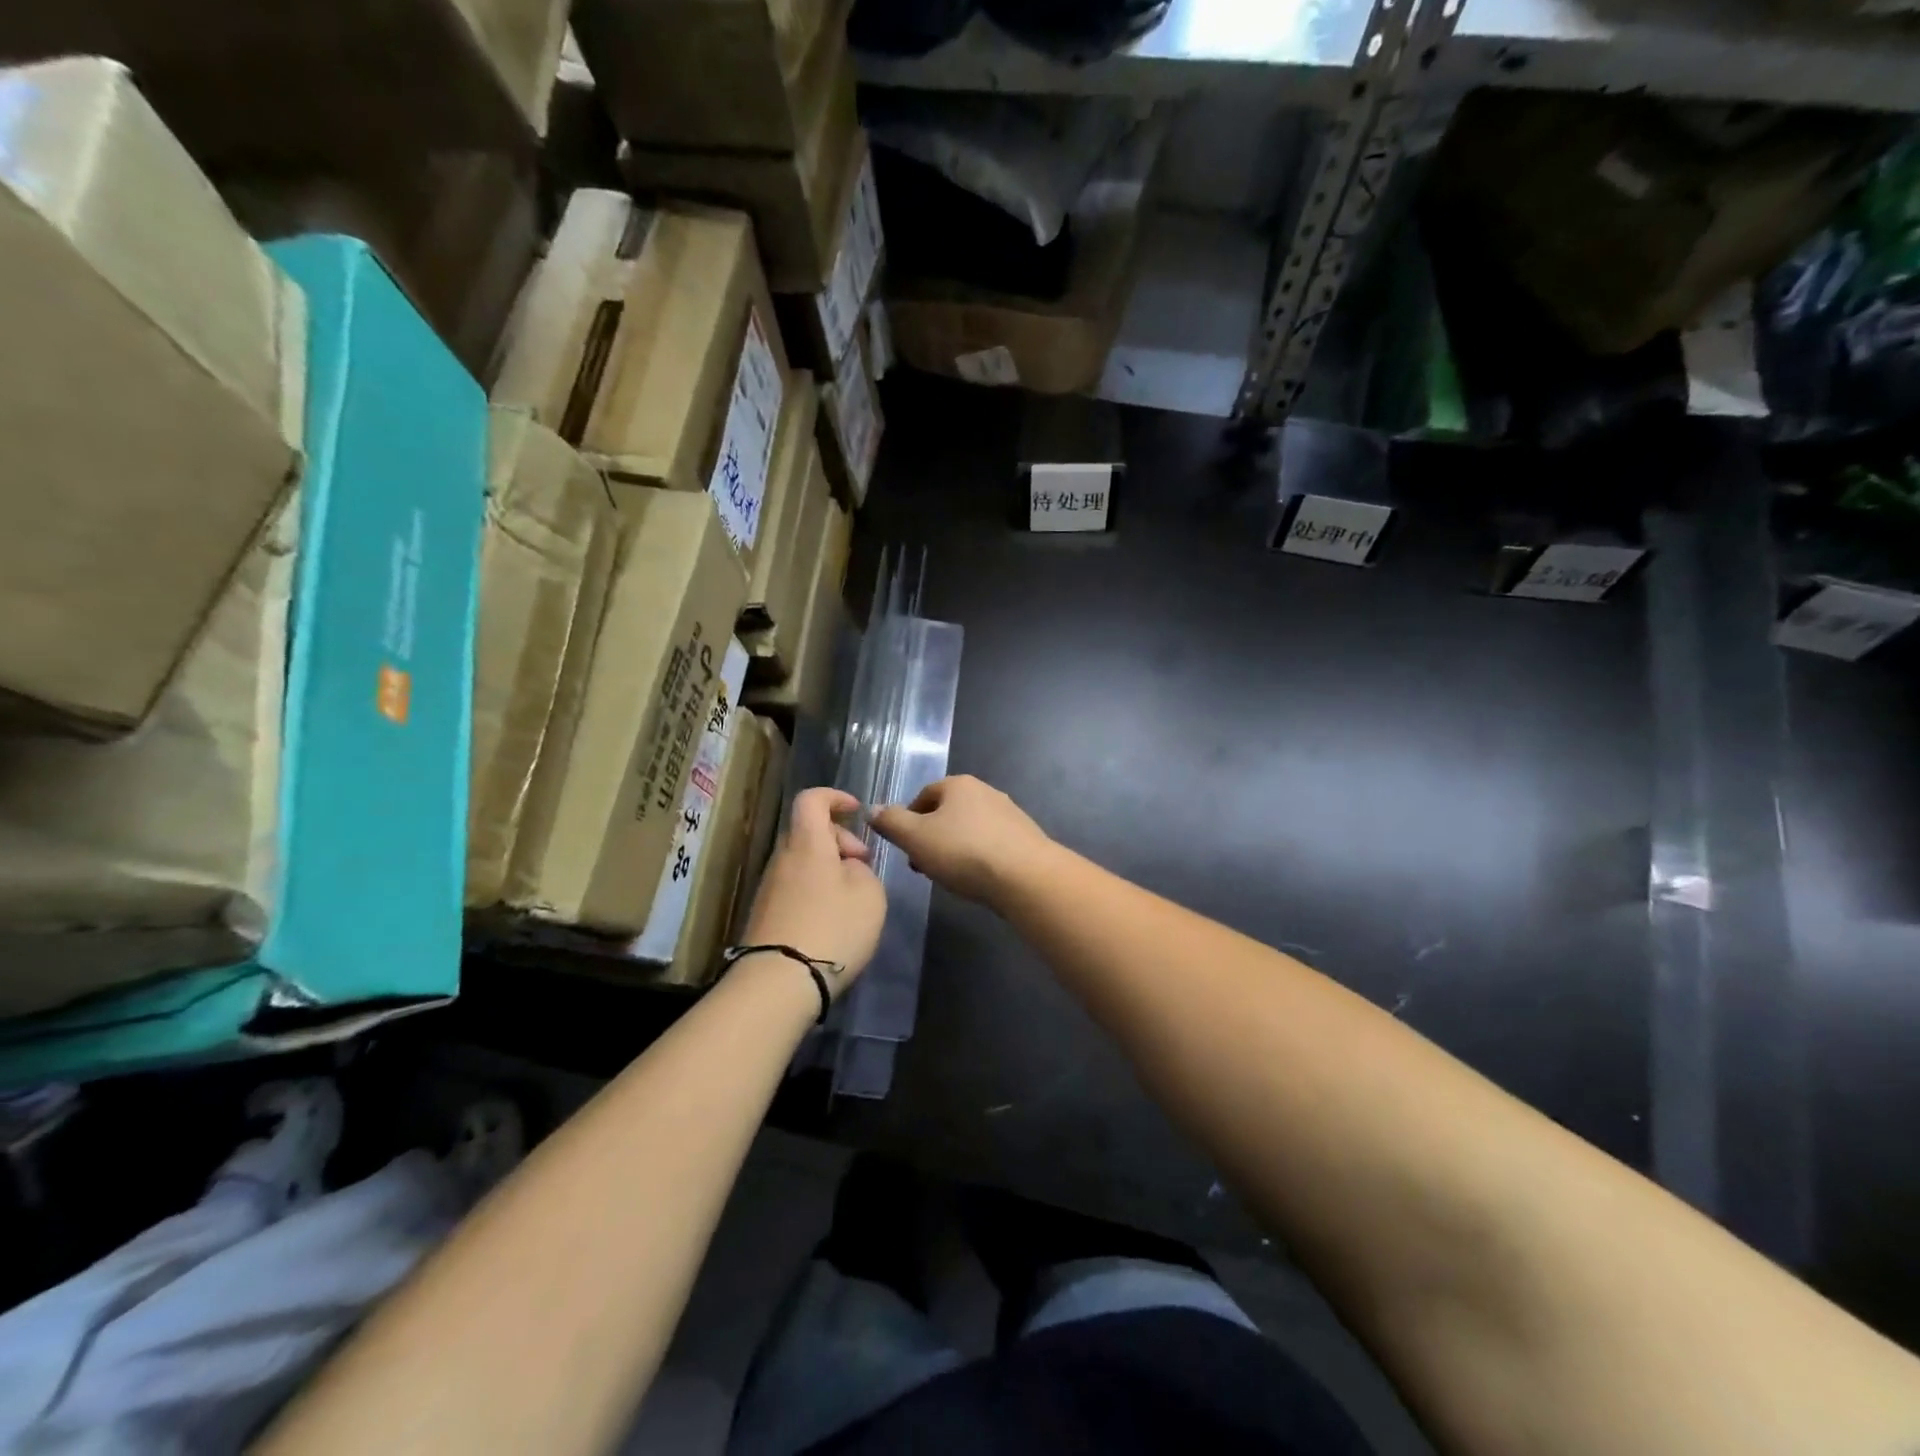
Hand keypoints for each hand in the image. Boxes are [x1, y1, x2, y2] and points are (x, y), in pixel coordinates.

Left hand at [743, 788, 886, 995]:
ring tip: (852, 897)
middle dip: (839, 840)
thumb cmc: (832, 928)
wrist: (778, 982)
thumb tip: (848, 869)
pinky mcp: (764, 915)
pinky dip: (815, 891)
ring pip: (802, 861)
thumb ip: (863, 872)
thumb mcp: (869, 895)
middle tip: (863, 866)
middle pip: (808, 832)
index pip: (812, 800)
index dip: (835, 797)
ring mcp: (769, 887)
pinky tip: (832, 920)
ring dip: (828, 869)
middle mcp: (782, 858)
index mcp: (808, 843)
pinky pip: (794, 887)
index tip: (856, 811)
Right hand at [870, 775, 1053, 908]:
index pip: (924, 795)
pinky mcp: (1025, 838)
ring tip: (949, 876)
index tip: (905, 848)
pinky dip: (978, 857)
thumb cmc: (964, 852)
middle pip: (947, 812)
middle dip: (931, 837)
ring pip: (969, 829)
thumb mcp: (916, 838)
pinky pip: (990, 844)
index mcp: (959, 784)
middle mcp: (986, 791)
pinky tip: (976, 878)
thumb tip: (872, 809)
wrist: (1026, 877)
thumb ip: (891, 822)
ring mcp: (1009, 813)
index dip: (908, 821)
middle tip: (923, 865)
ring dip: (954, 848)